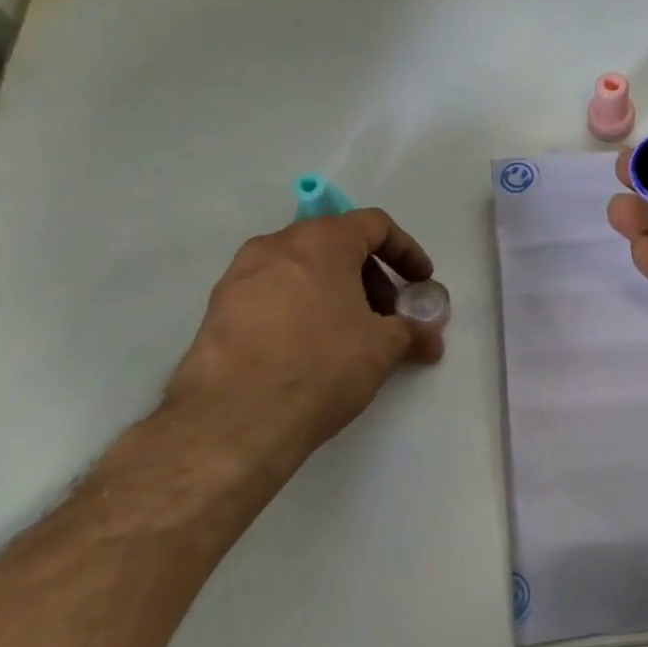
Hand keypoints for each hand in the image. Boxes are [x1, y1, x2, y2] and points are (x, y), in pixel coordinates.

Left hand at [159, 208, 444, 482]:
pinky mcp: (217, 312)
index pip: (374, 225)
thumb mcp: (383, 348)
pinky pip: (271, 296)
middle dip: (370, 276)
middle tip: (387, 315)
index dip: (406, 251)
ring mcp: (239, 277)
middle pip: (335, 245)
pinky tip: (309, 352)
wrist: (233, 421)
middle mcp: (275, 246)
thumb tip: (430, 338)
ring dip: (333, 293)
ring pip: (300, 270)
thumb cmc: (321, 366)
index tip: (420, 283)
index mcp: (320, 241)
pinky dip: (299, 310)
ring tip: (349, 336)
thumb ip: (412, 332)